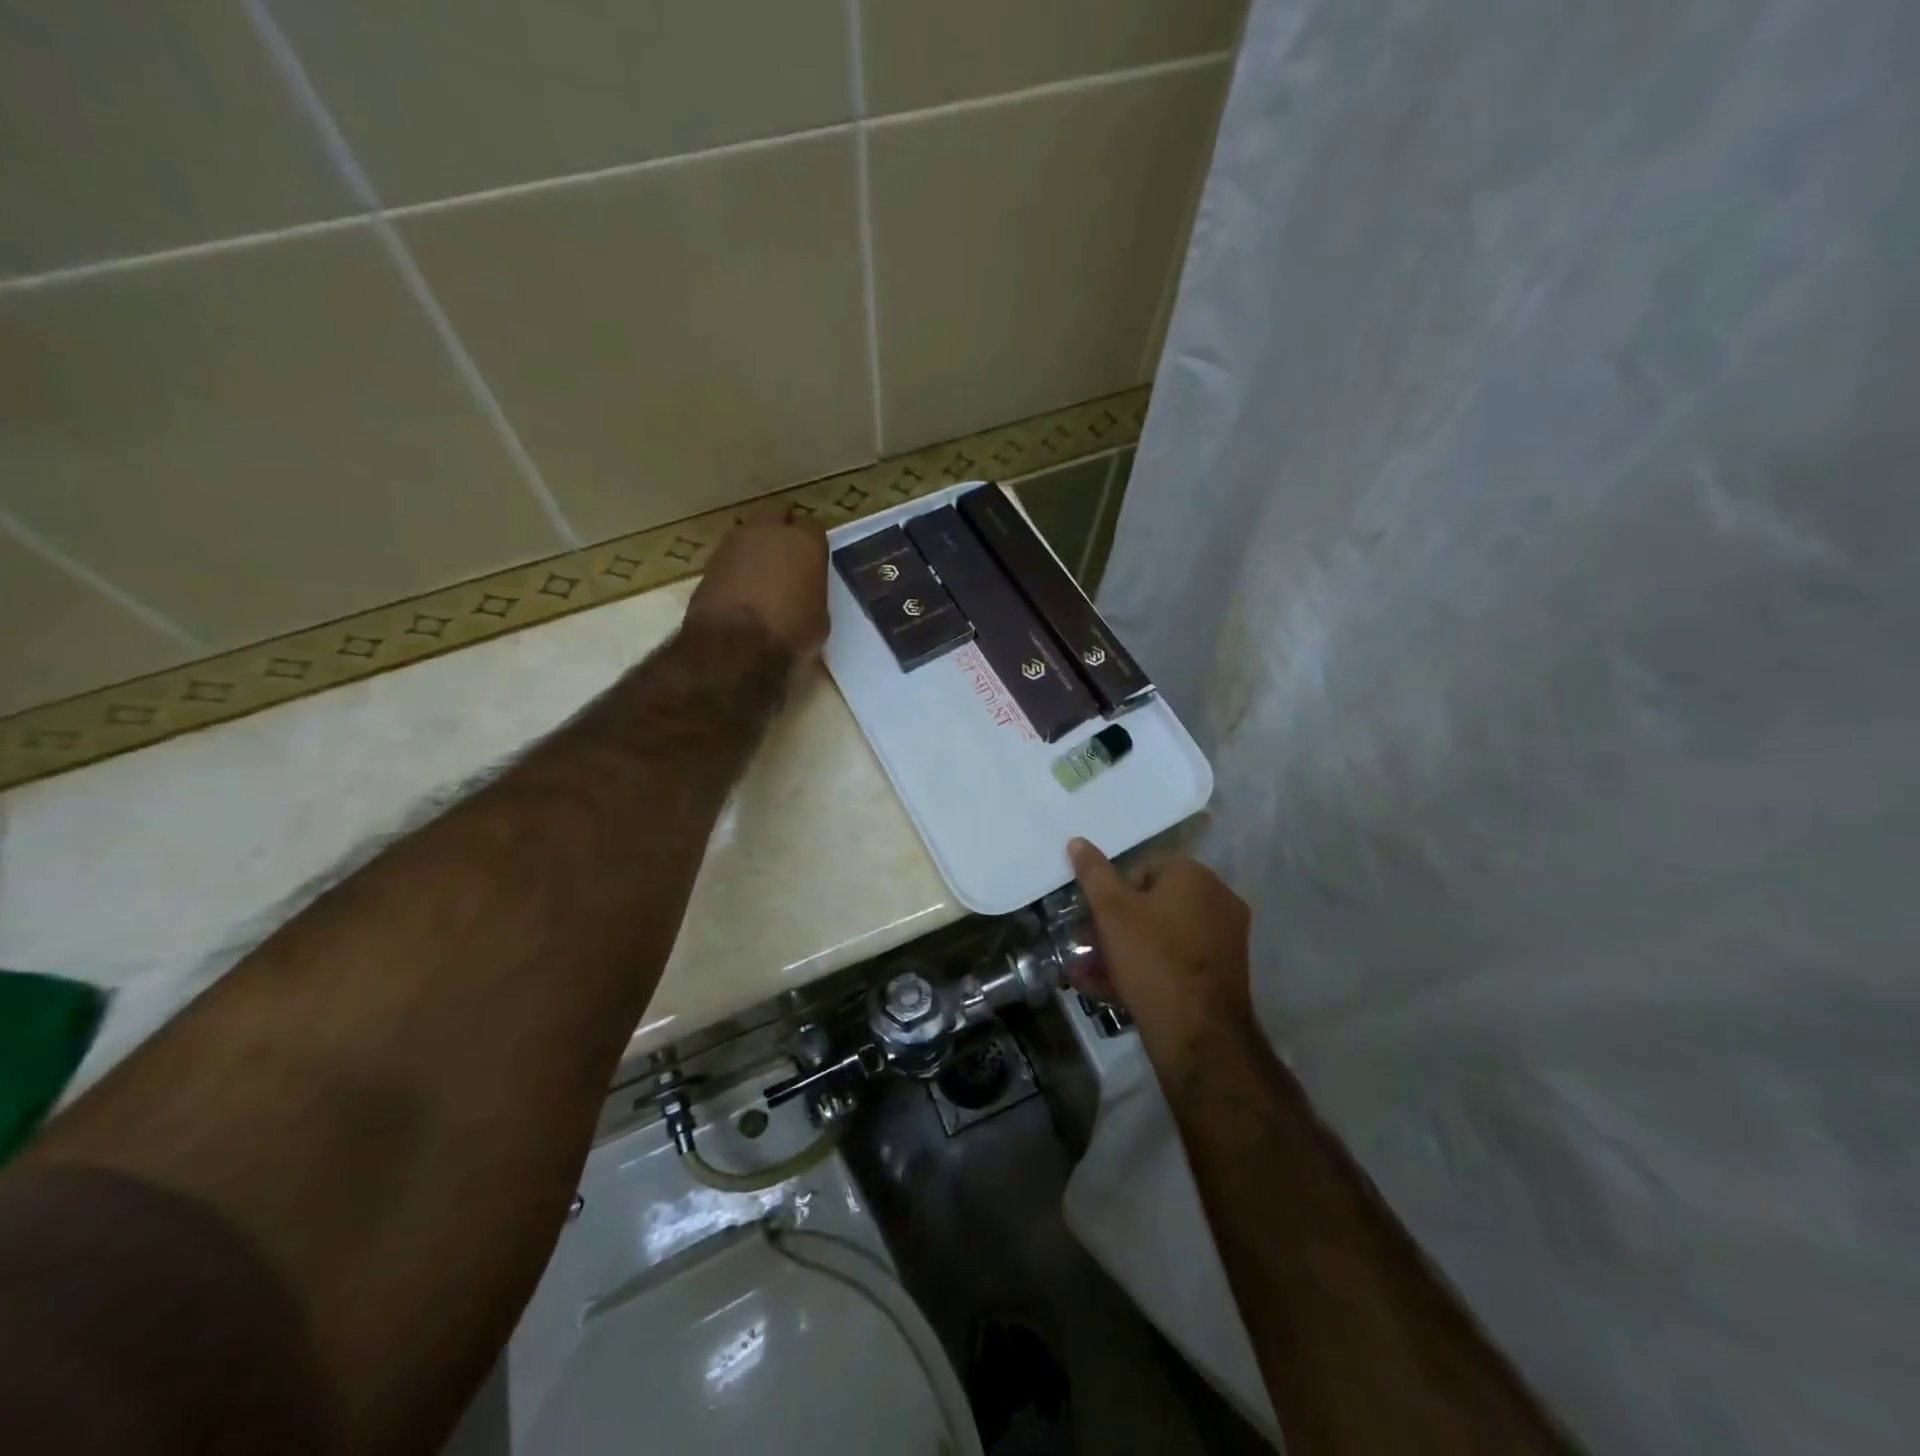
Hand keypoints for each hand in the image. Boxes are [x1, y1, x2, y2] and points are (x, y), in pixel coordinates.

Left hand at [685, 515, 829, 670]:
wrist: (735, 646)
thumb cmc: (790, 633)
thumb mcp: (819, 619)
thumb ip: (811, 593)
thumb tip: (802, 595)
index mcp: (804, 542)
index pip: (813, 527)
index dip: (812, 544)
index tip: (812, 561)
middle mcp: (768, 532)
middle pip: (777, 518)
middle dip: (781, 533)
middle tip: (787, 560)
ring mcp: (733, 544)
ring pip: (749, 535)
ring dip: (755, 549)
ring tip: (760, 577)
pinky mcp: (708, 563)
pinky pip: (729, 558)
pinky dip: (735, 569)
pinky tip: (740, 592)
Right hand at [1068, 839, 1254, 1083]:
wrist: (1198, 1033)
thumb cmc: (1152, 958)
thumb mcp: (1111, 911)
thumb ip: (1093, 873)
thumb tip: (1078, 840)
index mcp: (1195, 876)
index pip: (1143, 868)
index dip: (1112, 892)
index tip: (1091, 915)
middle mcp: (1216, 901)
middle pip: (1152, 905)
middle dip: (1111, 926)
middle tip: (1083, 943)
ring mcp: (1223, 940)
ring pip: (1160, 937)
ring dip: (1120, 951)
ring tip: (1085, 972)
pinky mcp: (1222, 975)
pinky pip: (1175, 962)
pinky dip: (1144, 970)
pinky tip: (1107, 990)